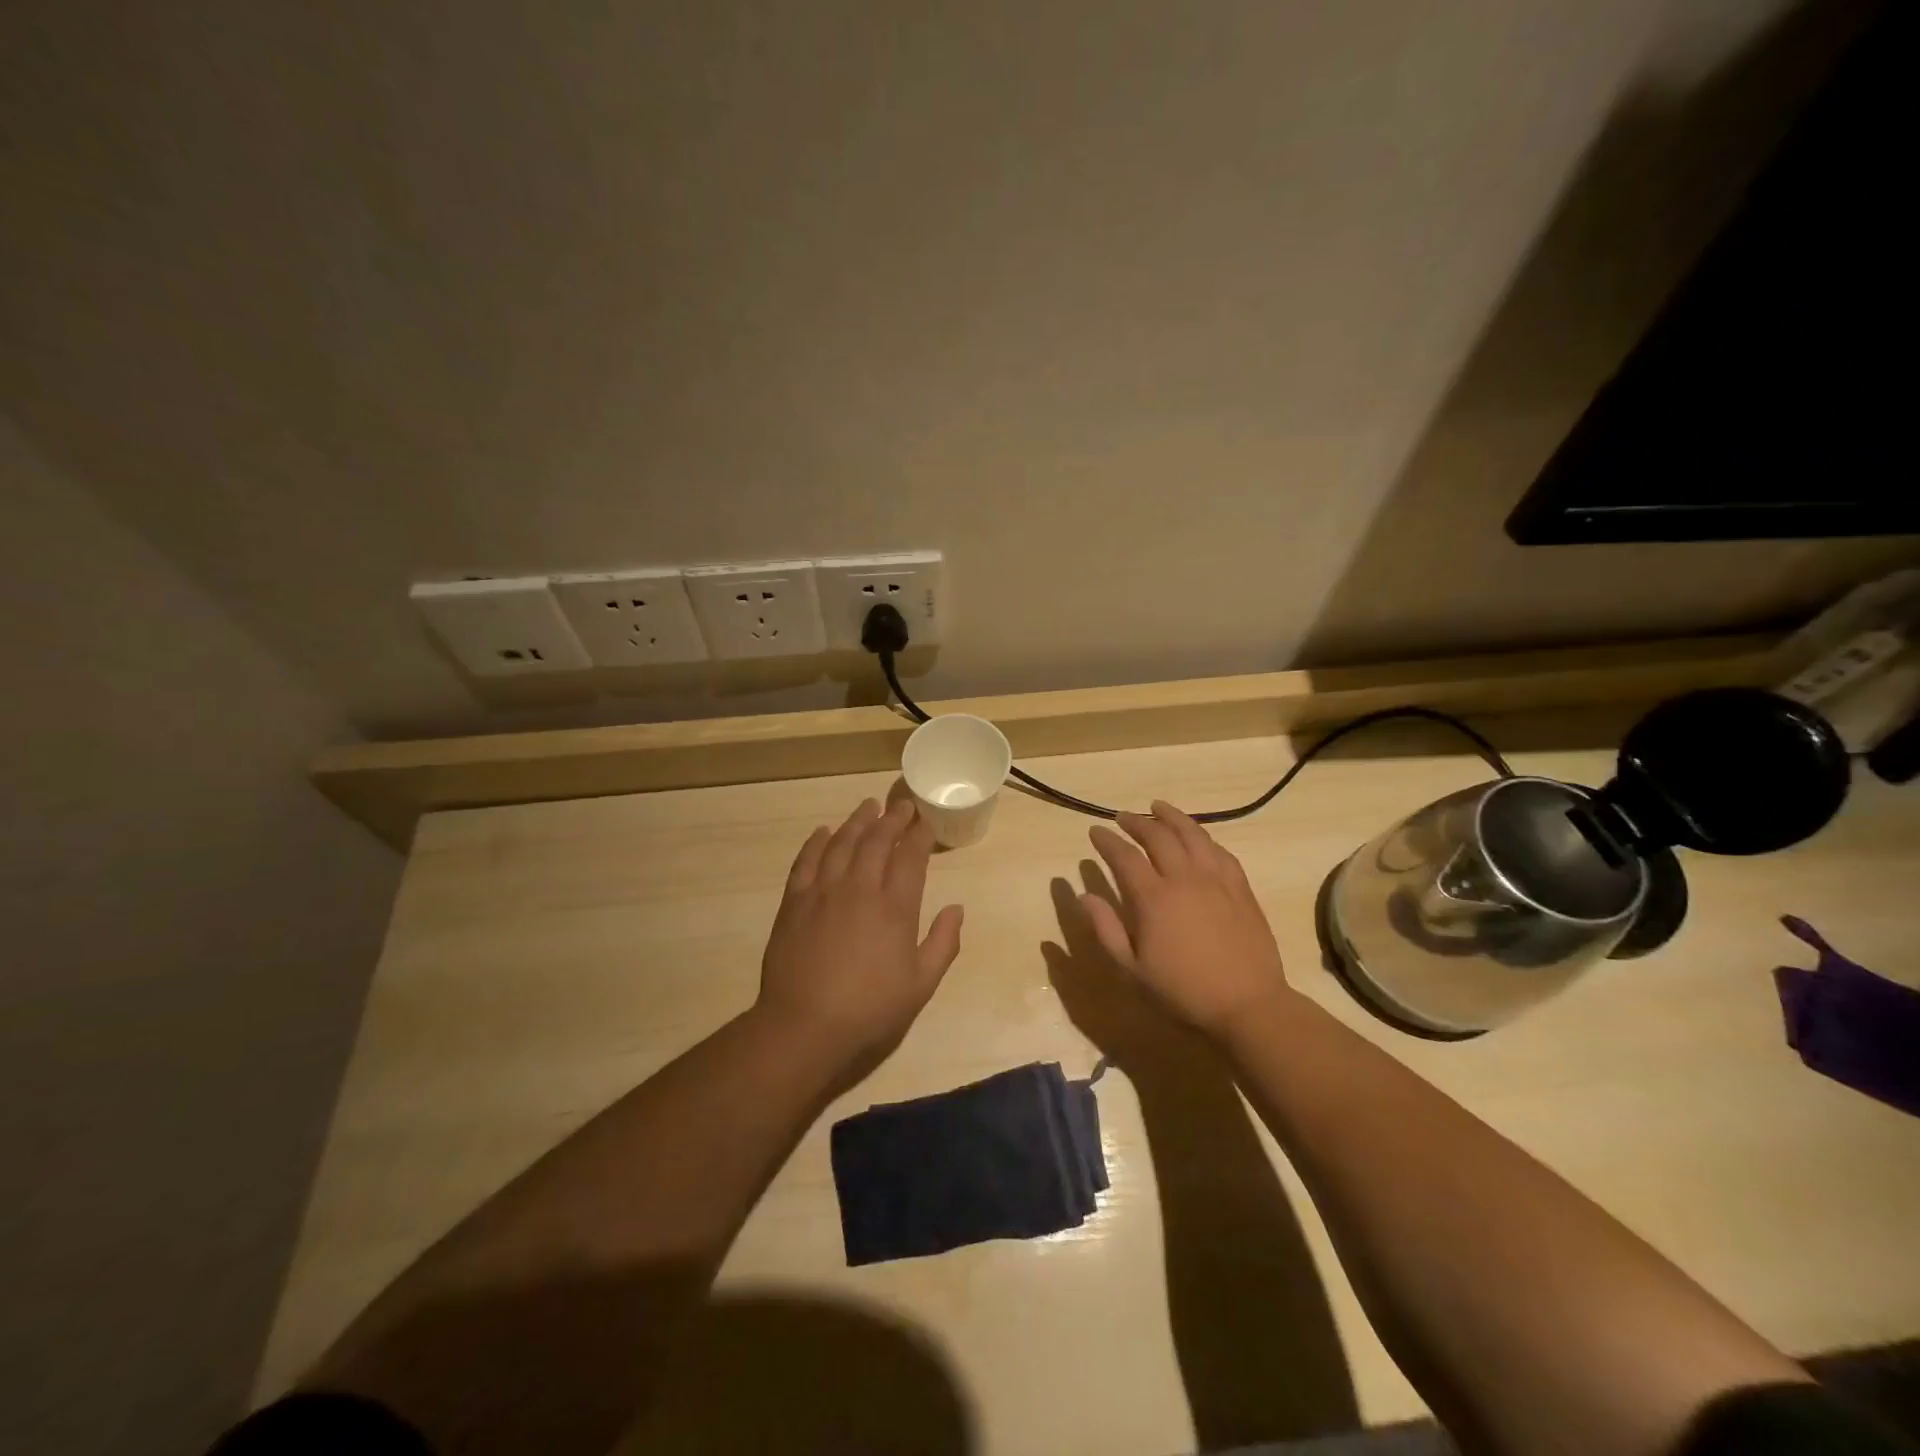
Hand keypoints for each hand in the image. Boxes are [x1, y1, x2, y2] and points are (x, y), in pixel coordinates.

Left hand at [756, 797, 963, 1077]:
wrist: (804, 1025)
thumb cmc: (870, 1009)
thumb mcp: (921, 985)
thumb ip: (943, 943)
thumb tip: (956, 908)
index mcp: (895, 907)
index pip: (911, 857)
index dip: (920, 835)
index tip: (926, 822)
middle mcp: (860, 888)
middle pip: (877, 841)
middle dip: (892, 819)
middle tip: (901, 805)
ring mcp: (824, 891)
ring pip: (842, 843)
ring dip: (857, 821)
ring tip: (868, 806)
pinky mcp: (795, 901)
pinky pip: (806, 861)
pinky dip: (816, 842)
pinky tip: (823, 832)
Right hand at [1083, 801, 1293, 1040]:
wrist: (1248, 1005)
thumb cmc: (1183, 992)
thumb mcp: (1133, 969)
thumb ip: (1106, 929)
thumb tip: (1084, 896)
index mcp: (1153, 898)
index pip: (1124, 856)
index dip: (1107, 841)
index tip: (1095, 831)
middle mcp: (1184, 878)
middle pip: (1158, 836)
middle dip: (1136, 822)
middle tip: (1122, 817)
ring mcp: (1216, 880)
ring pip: (1192, 834)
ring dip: (1171, 817)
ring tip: (1158, 807)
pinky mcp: (1241, 887)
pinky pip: (1220, 851)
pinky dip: (1203, 837)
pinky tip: (1197, 836)